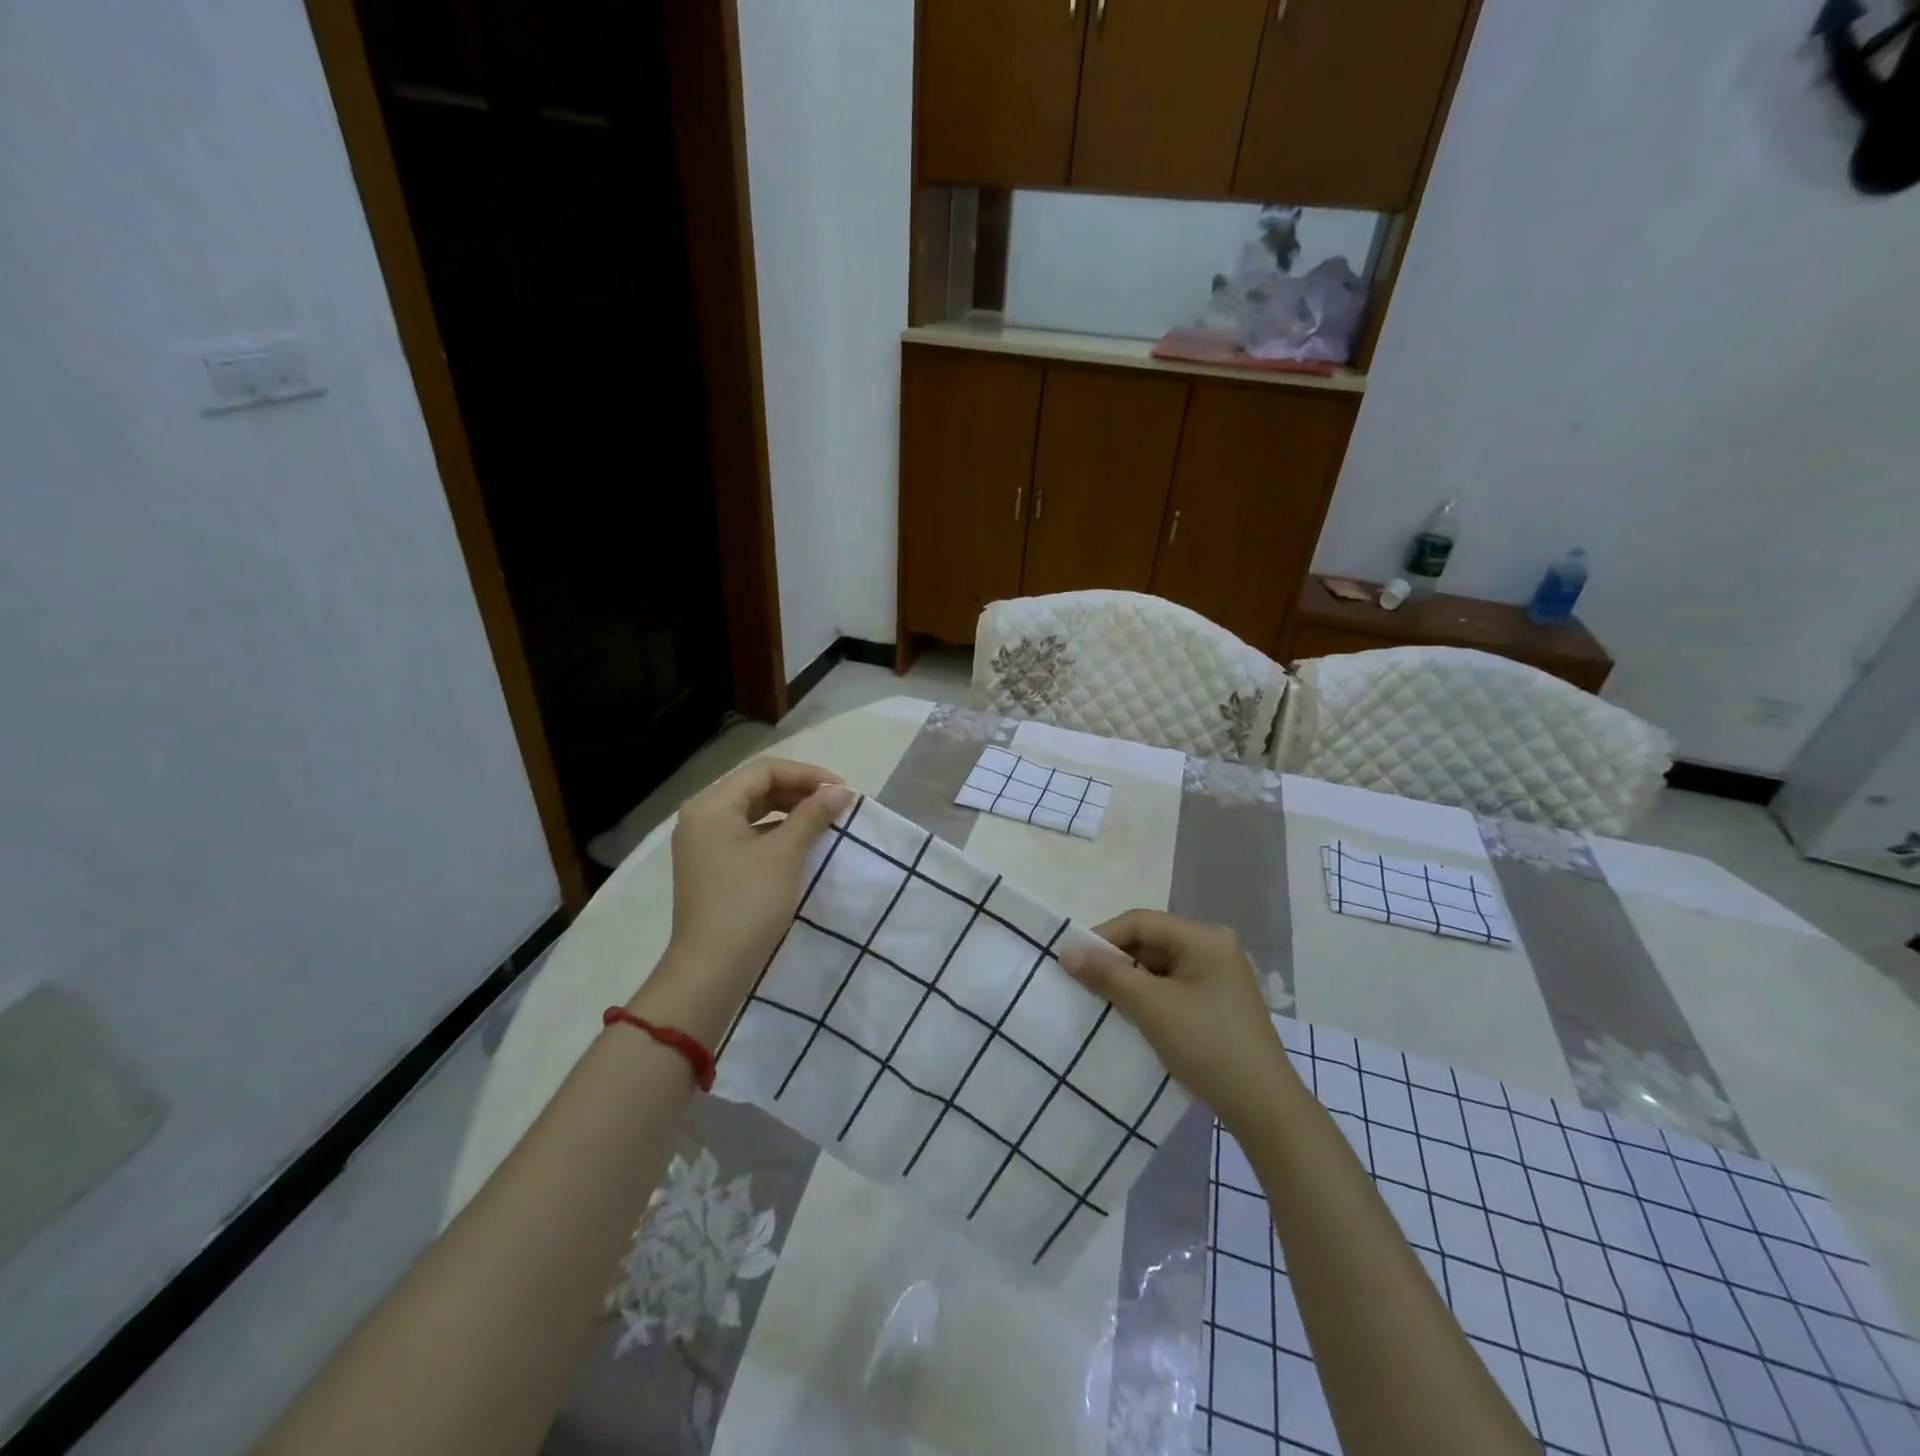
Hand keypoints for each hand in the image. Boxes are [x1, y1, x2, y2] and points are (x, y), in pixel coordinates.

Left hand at [646, 759, 850, 1032]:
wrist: (711, 970)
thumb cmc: (747, 904)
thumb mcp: (784, 855)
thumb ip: (812, 815)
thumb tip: (840, 791)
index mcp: (711, 805)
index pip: (765, 770)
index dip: (807, 775)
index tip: (842, 792)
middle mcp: (702, 816)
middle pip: (757, 787)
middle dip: (800, 791)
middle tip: (837, 805)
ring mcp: (704, 842)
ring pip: (754, 810)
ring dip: (791, 811)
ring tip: (825, 821)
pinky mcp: (712, 865)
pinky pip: (748, 834)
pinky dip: (777, 832)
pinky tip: (802, 843)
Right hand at [1060, 910, 1294, 1136]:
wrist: (1264, 1110)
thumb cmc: (1207, 1046)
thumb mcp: (1151, 1006)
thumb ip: (1107, 974)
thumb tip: (1066, 951)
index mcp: (1204, 938)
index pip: (1141, 922)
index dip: (1103, 937)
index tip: (1071, 960)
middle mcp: (1213, 948)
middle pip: (1150, 941)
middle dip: (1115, 960)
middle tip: (1081, 981)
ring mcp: (1217, 977)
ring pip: (1158, 966)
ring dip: (1128, 980)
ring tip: (1100, 1000)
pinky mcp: (1215, 1004)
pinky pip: (1171, 987)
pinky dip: (1146, 997)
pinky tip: (1129, 1015)